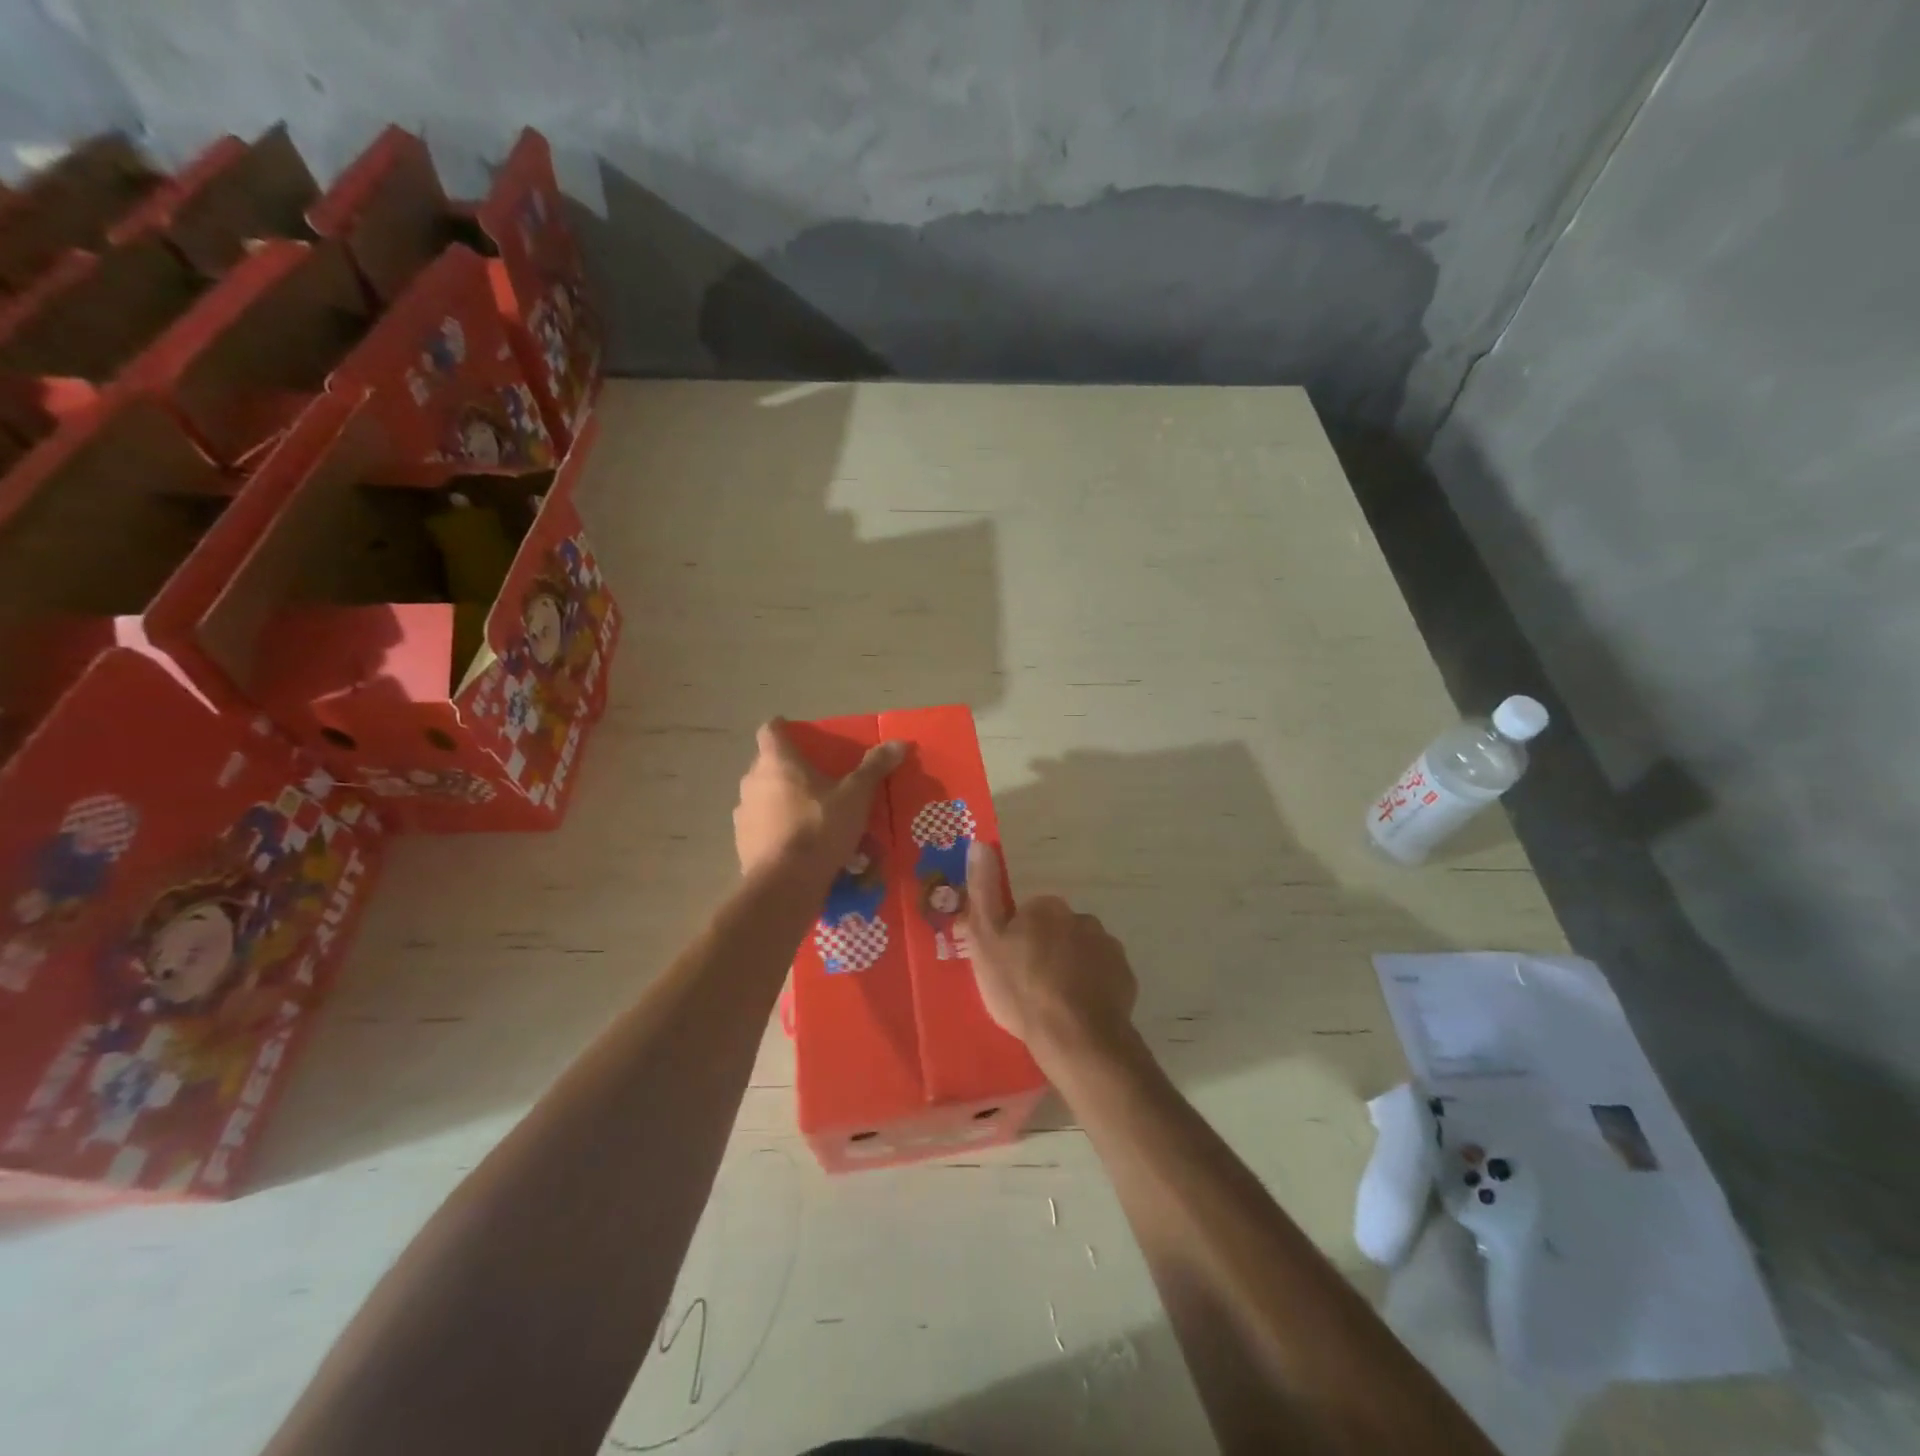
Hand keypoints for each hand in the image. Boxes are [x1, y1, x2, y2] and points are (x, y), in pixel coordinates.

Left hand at [733, 718, 904, 877]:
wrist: (785, 884)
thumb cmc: (820, 827)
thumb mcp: (855, 796)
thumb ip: (874, 768)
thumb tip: (899, 742)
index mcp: (777, 762)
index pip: (771, 730)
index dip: (783, 728)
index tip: (798, 734)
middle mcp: (752, 782)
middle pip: (768, 765)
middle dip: (789, 770)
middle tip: (817, 780)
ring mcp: (743, 814)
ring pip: (763, 798)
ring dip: (782, 801)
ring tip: (810, 816)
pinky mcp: (742, 844)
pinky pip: (763, 828)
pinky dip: (778, 830)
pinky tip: (799, 846)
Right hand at [964, 841, 1138, 1071]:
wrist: (1074, 1036)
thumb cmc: (1021, 987)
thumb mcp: (985, 939)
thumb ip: (982, 891)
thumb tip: (980, 843)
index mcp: (1046, 907)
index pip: (1027, 915)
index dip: (1014, 939)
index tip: (1006, 966)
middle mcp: (1081, 917)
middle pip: (1056, 932)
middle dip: (1045, 952)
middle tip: (1028, 988)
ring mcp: (1107, 947)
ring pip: (1080, 953)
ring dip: (1069, 969)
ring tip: (1053, 1004)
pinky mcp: (1124, 976)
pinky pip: (1102, 976)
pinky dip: (1091, 988)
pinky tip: (1077, 1012)